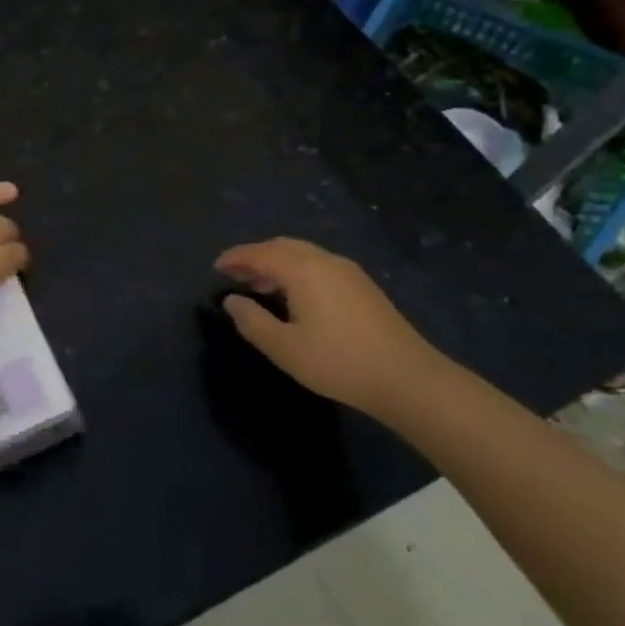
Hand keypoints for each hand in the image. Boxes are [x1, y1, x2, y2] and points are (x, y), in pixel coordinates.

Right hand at [215, 238, 453, 416]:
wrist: (408, 379)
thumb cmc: (338, 362)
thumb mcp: (284, 348)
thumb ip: (252, 321)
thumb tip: (231, 301)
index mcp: (303, 270)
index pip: (260, 253)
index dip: (235, 257)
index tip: (216, 267)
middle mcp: (325, 261)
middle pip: (282, 246)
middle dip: (256, 256)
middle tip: (235, 274)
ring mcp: (348, 272)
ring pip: (303, 255)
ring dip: (277, 264)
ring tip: (260, 286)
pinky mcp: (363, 287)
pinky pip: (319, 266)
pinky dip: (297, 271)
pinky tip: (294, 297)